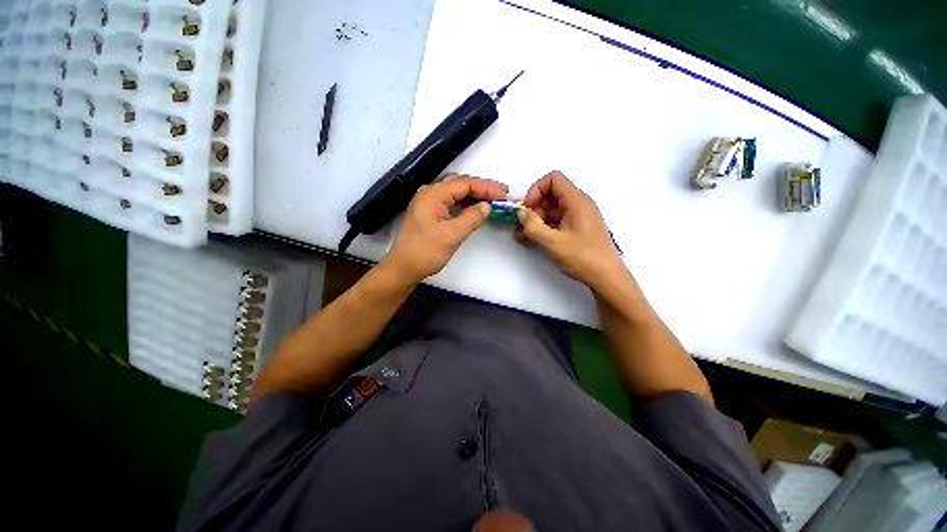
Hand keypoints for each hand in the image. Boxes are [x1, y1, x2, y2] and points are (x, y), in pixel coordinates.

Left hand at [385, 175, 507, 282]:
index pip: (465, 184)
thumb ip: (472, 218)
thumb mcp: (453, 235)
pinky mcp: (428, 211)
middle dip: (482, 187)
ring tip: (492, 199)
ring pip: (455, 192)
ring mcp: (427, 201)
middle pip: (460, 184)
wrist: (403, 267)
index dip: (487, 188)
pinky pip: (450, 201)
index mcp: (434, 194)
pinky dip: (464, 202)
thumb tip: (486, 206)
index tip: (504, 194)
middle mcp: (429, 192)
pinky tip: (474, 207)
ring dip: (474, 194)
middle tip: (501, 193)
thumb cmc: (426, 252)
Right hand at [516, 171, 623, 286]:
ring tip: (523, 236)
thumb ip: (532, 226)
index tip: (527, 208)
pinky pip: (556, 221)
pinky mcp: (576, 229)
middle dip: (534, 208)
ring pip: (552, 210)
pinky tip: (531, 240)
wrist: (606, 277)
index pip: (553, 179)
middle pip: (551, 195)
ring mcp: (578, 217)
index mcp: (576, 201)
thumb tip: (522, 213)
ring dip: (536, 220)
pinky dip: (543, 228)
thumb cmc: (582, 257)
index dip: (536, 190)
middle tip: (524, 226)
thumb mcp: (552, 242)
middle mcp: (578, 205)